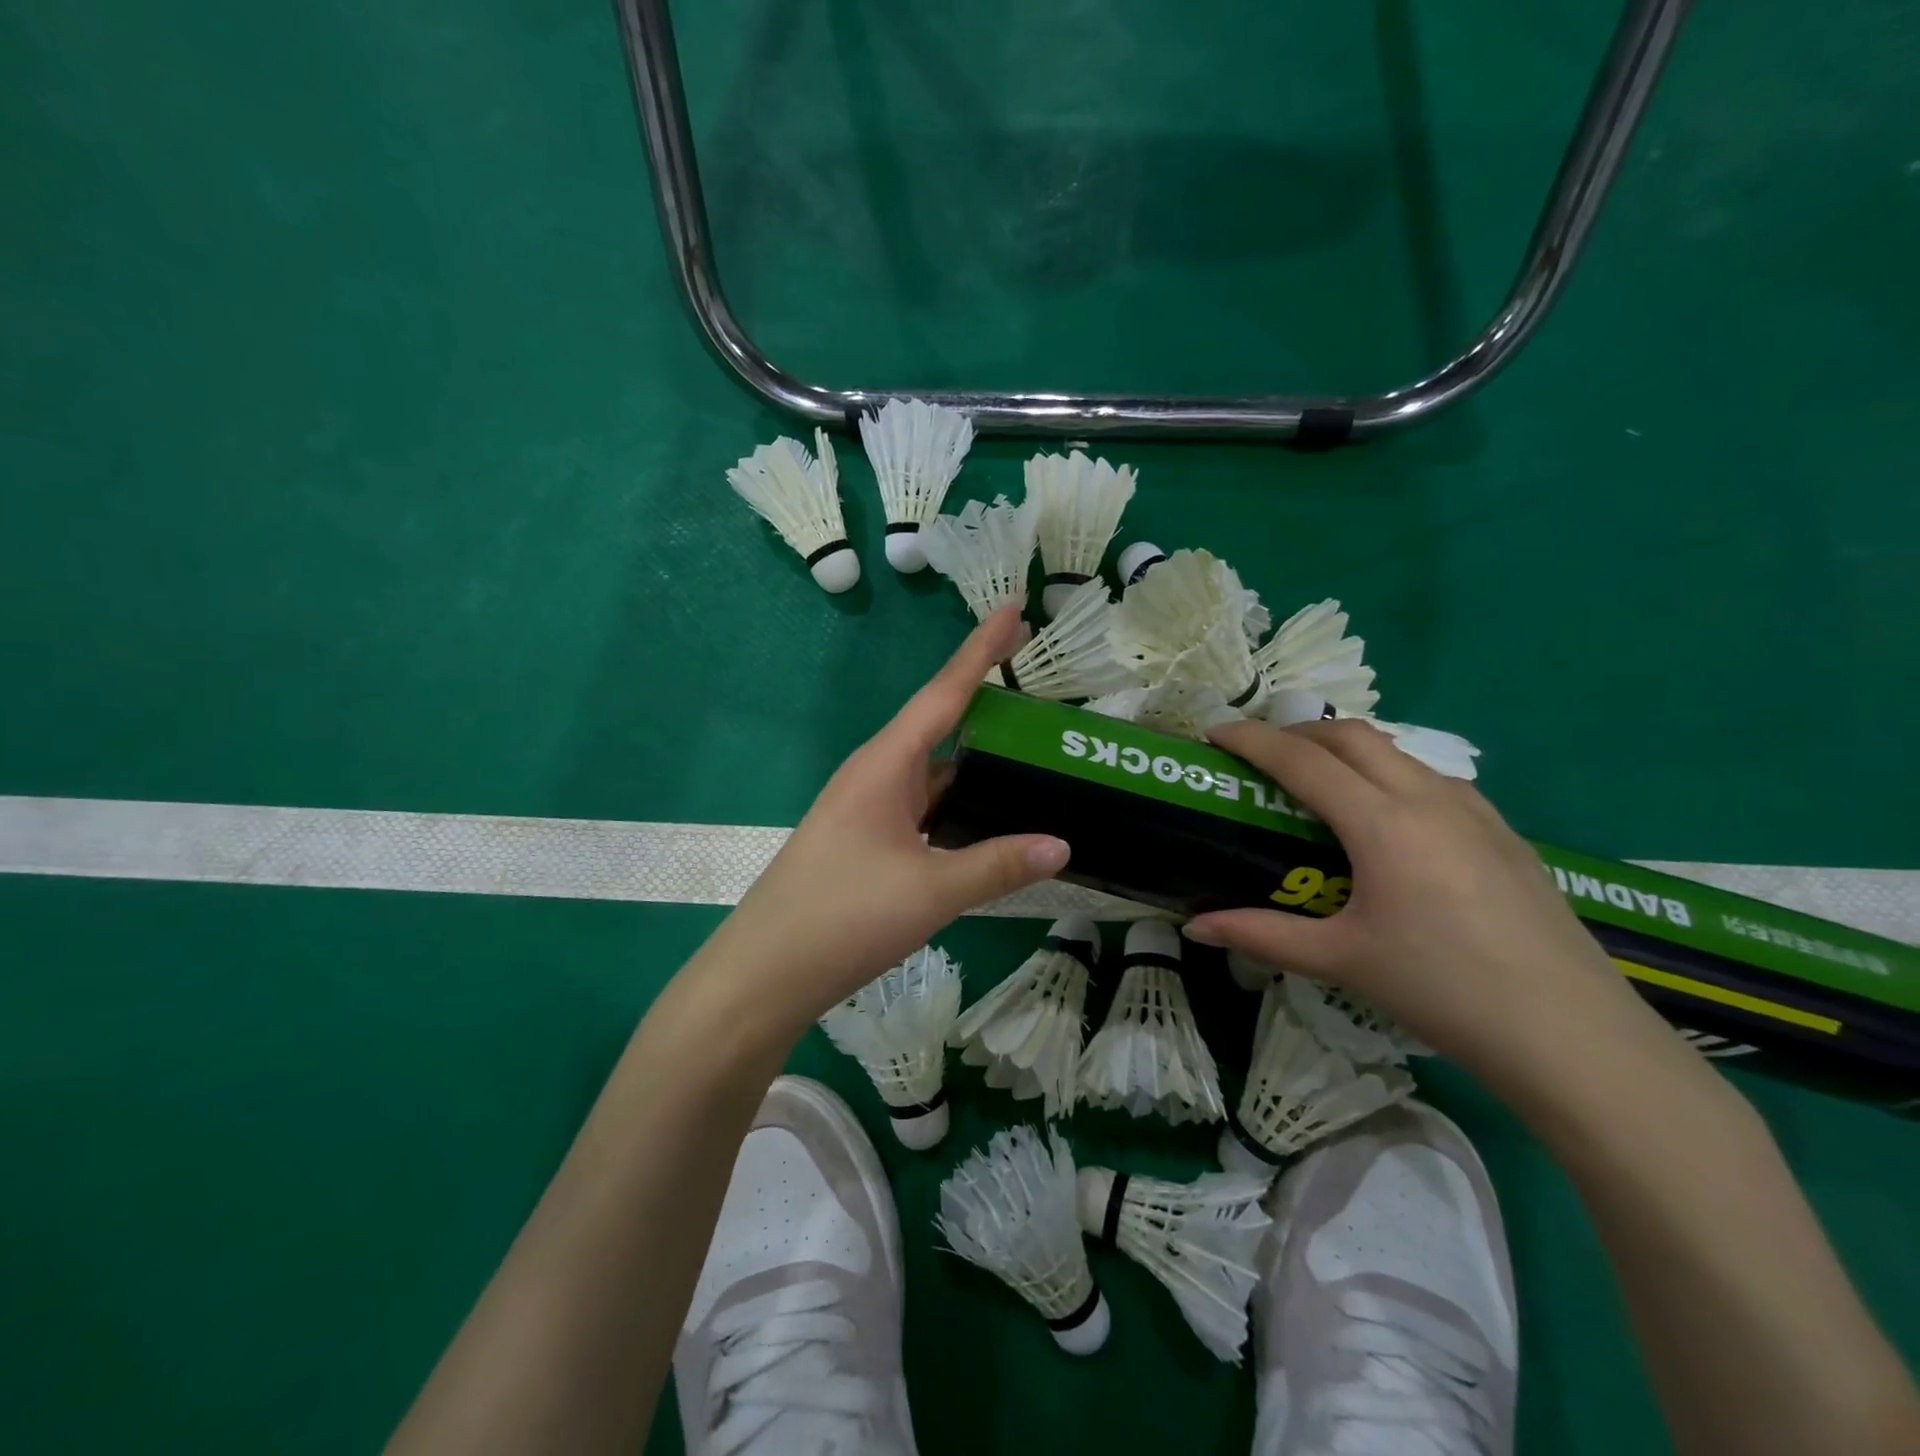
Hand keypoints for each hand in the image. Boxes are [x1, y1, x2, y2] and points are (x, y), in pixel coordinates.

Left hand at [712, 608, 1070, 1026]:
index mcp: (885, 765)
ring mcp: (871, 811)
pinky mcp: (870, 844)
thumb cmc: (842, 916)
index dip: (980, 650)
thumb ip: (997, 864)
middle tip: (1046, 698)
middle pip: (943, 728)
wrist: (764, 974)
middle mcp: (877, 776)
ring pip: (937, 777)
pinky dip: (963, 810)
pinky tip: (994, 824)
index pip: (944, 693)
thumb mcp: (930, 891)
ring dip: (980, 767)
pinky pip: (928, 812)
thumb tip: (1062, 844)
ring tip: (1036, 759)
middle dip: (990, 708)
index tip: (1014, 607)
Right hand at [1184, 719, 1673, 1096]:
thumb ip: (1261, 935)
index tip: (1214, 733)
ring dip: (1346, 750)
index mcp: (1382, 823)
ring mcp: (1474, 811)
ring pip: (1396, 752)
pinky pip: (1432, 779)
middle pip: (1350, 736)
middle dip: (1296, 732)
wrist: (1573, 1036)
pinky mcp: (1504, 832)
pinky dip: (1389, 775)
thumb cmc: (1443, 990)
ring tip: (1317, 784)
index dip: (1251, 739)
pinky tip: (1387, 820)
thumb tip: (1195, 927)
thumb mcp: (1341, 960)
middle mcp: (1427, 798)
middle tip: (1260, 756)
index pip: (1301, 760)